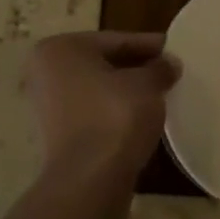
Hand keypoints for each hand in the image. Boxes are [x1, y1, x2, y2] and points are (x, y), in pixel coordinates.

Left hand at [27, 32, 178, 183]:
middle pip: (103, 63)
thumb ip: (159, 68)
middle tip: (169, 72)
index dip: (149, 45)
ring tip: (160, 95)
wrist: (90, 178)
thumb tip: (169, 64)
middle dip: (136, 68)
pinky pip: (94, 113)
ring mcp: (48, 106)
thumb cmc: (115, 117)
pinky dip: (116, 112)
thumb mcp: (147, 84)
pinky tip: (141, 118)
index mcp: (60, 49)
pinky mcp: (58, 135)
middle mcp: (46, 73)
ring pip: (98, 89)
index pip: (115, 40)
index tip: (174, 50)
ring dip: (127, 91)